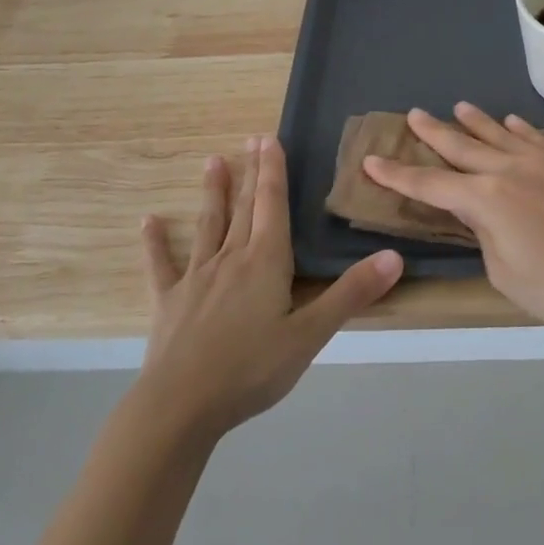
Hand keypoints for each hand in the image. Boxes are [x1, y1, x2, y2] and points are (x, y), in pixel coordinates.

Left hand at [138, 136, 402, 440]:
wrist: (181, 406)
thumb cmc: (251, 370)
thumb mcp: (310, 335)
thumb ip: (351, 294)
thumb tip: (394, 256)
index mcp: (265, 262)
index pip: (272, 206)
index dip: (273, 171)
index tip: (270, 138)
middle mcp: (230, 259)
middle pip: (243, 208)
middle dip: (250, 173)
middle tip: (250, 139)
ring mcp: (196, 278)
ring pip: (208, 226)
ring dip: (212, 193)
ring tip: (212, 162)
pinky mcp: (169, 301)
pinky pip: (161, 265)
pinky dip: (156, 243)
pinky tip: (149, 222)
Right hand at [362, 104, 543, 330]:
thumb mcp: (505, 274)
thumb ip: (486, 238)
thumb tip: (486, 218)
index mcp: (485, 200)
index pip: (430, 184)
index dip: (397, 175)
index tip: (372, 160)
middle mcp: (508, 171)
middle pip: (462, 147)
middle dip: (434, 133)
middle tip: (413, 115)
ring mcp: (542, 163)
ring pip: (500, 135)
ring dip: (476, 122)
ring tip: (459, 106)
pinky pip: (537, 139)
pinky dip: (520, 129)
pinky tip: (513, 122)